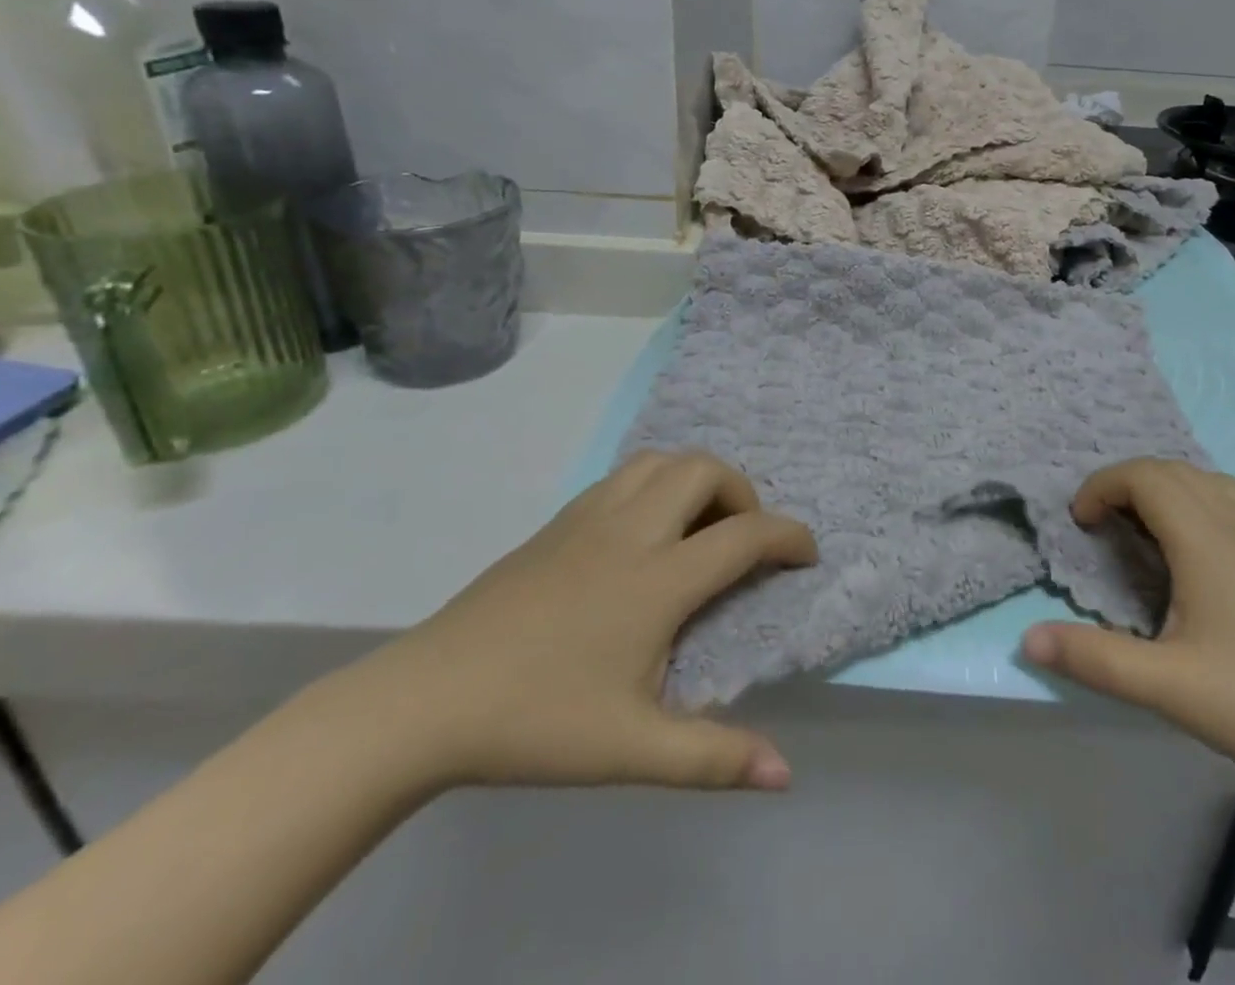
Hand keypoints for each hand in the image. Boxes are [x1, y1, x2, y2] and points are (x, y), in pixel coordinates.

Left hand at [348, 450, 816, 792]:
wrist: (427, 699)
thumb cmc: (537, 720)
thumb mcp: (632, 749)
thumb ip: (712, 758)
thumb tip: (784, 774)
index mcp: (658, 579)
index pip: (745, 535)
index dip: (789, 537)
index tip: (806, 555)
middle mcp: (633, 531)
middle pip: (706, 470)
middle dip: (743, 492)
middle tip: (743, 539)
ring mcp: (591, 517)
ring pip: (661, 460)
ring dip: (696, 478)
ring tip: (698, 525)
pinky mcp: (559, 520)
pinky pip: (625, 475)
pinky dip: (656, 482)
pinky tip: (644, 530)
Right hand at [1023, 460, 1234, 804]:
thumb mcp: (1168, 687)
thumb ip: (1094, 660)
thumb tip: (1028, 639)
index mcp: (1206, 539)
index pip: (1144, 477)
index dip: (1102, 486)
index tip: (1080, 521)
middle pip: (1175, 471)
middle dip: (1129, 484)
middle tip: (1105, 526)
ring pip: (1212, 484)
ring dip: (1170, 490)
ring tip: (1150, 533)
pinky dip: (1207, 506)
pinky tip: (1209, 554)